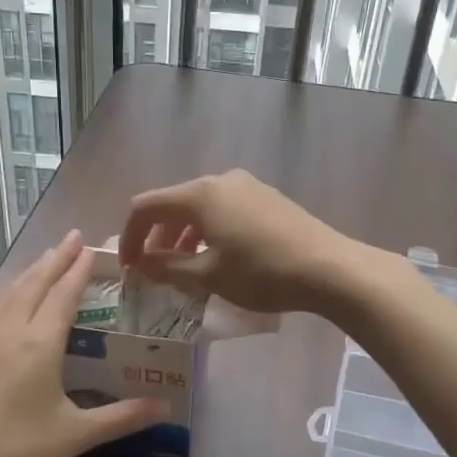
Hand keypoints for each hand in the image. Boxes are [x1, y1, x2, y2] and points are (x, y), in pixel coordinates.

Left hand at [0, 231, 165, 456]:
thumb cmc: (17, 452)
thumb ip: (121, 417)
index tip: (91, 248)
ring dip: (27, 274)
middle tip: (72, 238)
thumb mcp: (75, 435)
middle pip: (35, 284)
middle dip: (55, 260)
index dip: (79, 270)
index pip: (64, 295)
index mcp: (40, 344)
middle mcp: (8, 332)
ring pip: (6, 295)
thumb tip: (165, 407)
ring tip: (42, 259)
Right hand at [120, 170, 390, 315]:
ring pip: (200, 207)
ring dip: (182, 236)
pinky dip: (208, 231)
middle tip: (152, 271)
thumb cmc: (262, 273)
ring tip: (183, 269)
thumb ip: (167, 268)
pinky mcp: (267, 198)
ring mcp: (247, 186)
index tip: (128, 268)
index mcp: (199, 195)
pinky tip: (217, 258)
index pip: (146, 206)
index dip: (129, 236)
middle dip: (156, 237)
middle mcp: (220, 180)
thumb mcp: (208, 276)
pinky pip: (223, 210)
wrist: (328, 268)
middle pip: (173, 204)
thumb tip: (141, 264)